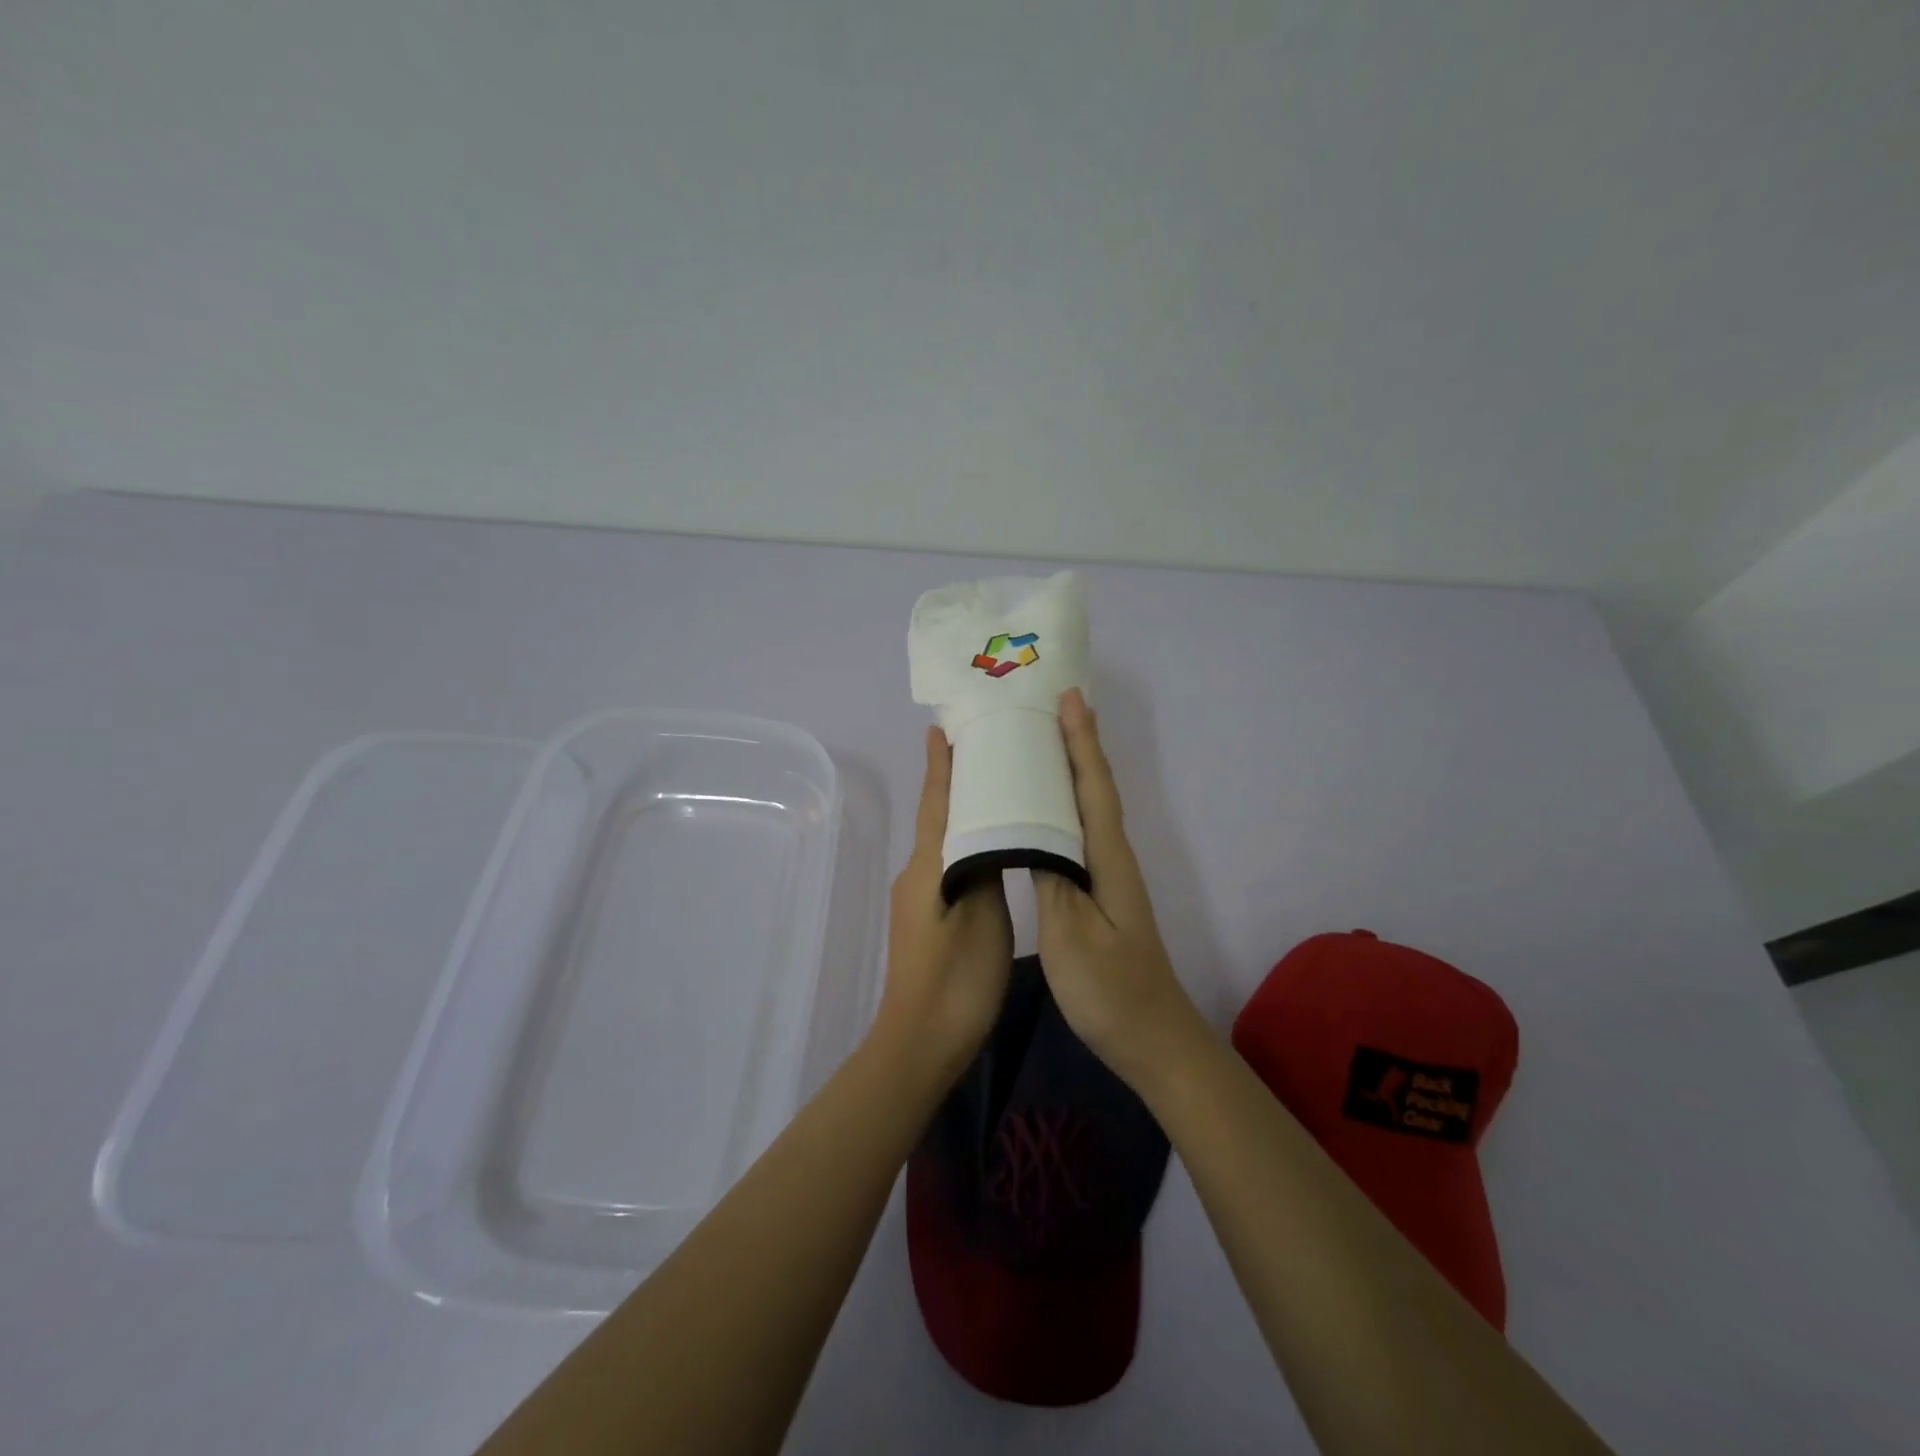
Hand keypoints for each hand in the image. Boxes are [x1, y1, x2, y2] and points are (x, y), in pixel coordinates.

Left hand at [875, 727, 1013, 1077]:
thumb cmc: (957, 979)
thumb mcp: (983, 917)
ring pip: (942, 841)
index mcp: (928, 867)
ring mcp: (918, 898)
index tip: (939, 728)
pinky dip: (964, 843)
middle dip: (952, 781)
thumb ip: (986, 868)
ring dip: (960, 812)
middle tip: (979, 749)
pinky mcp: (925, 919)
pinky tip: (986, 846)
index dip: (940, 766)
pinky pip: (946, 865)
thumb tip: (989, 831)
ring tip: (992, 789)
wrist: (921, 1043)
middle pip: (937, 816)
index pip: (936, 803)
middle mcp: (916, 874)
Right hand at [1035, 689, 1206, 1090]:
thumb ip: (1051, 878)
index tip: (1070, 699)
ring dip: (1070, 773)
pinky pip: (1079, 836)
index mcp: (1108, 860)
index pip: (1094, 787)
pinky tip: (1042, 816)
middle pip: (1095, 789)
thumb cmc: (1110, 990)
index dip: (1082, 743)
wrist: (1153, 1041)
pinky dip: (1063, 810)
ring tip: (1040, 747)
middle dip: (1078, 745)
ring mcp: (1109, 879)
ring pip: (1088, 811)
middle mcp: (1113, 859)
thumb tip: (1032, 830)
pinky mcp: (1099, 897)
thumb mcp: (1071, 935)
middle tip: (1051, 708)